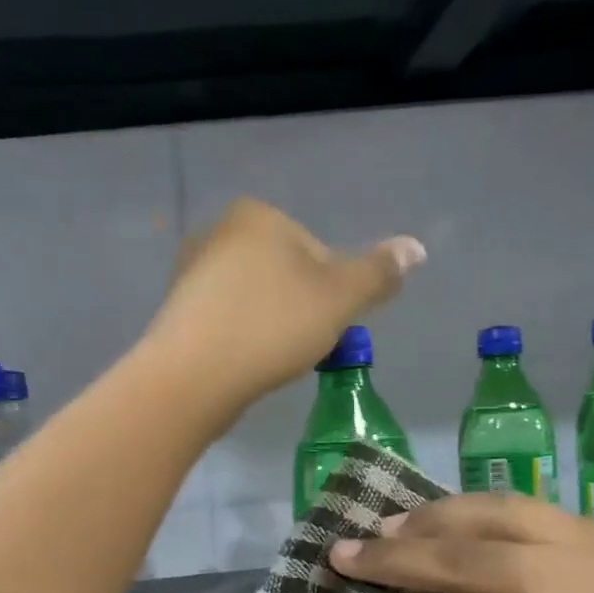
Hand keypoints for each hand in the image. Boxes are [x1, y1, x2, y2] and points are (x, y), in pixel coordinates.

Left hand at [143, 197, 423, 405]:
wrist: (191, 378)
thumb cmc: (271, 326)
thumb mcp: (340, 298)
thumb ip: (378, 272)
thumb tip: (416, 247)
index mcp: (257, 215)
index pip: (318, 252)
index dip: (332, 293)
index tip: (324, 325)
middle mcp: (218, 234)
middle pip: (285, 275)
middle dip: (300, 309)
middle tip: (300, 346)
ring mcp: (190, 273)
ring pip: (256, 300)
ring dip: (272, 327)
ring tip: (271, 359)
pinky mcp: (177, 312)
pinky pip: (227, 321)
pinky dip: (242, 339)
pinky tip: (243, 364)